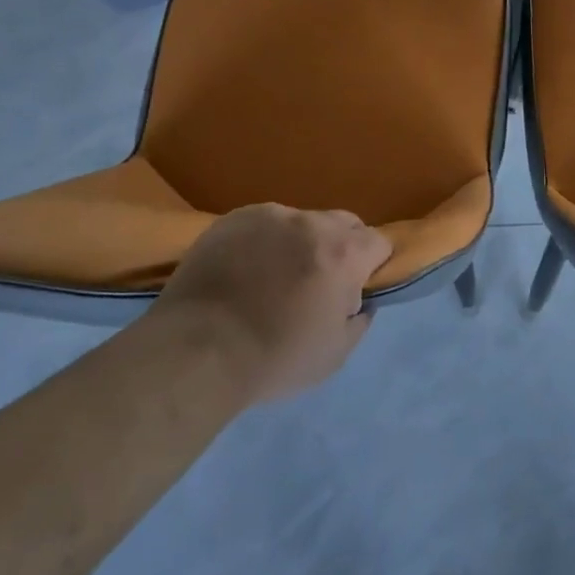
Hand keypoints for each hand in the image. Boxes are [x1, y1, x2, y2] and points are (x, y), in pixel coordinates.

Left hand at [151, 204, 391, 402]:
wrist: (195, 353)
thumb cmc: (274, 358)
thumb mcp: (334, 355)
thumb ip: (359, 320)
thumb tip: (360, 301)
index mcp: (344, 253)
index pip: (379, 242)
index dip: (372, 267)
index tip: (354, 290)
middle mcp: (312, 223)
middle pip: (345, 223)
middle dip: (342, 247)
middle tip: (318, 282)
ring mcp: (271, 216)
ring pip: (302, 222)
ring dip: (300, 242)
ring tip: (273, 276)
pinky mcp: (234, 218)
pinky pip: (263, 223)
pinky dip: (264, 241)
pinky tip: (244, 270)